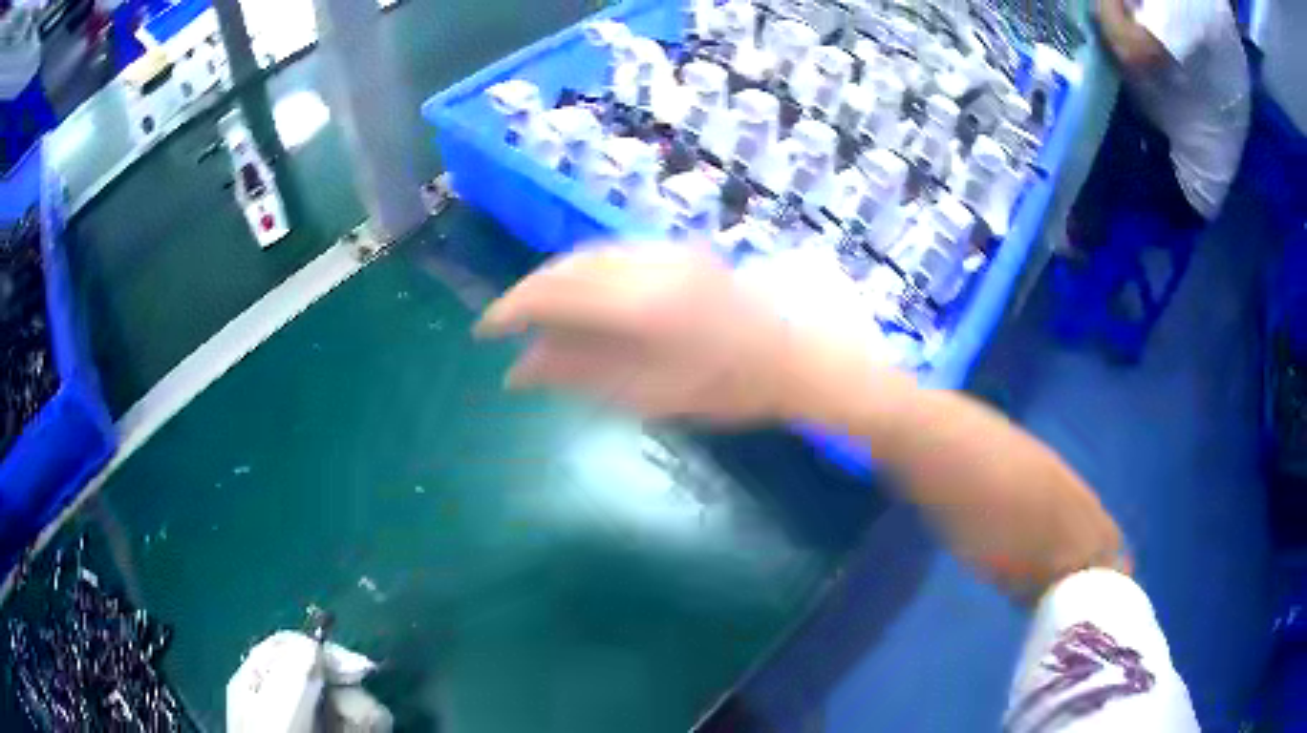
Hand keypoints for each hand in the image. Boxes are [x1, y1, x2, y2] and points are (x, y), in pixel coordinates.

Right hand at [474, 242, 795, 423]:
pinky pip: (612, 254)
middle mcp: (646, 262)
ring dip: (556, 283)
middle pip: (565, 267)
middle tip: (511, 329)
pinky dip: (586, 276)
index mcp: (639, 303)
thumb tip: (517, 372)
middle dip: (530, 295)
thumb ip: (578, 375)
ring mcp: (664, 248)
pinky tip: (585, 303)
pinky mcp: (676, 247)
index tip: (485, 333)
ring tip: (543, 320)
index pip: (551, 293)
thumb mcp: (648, 394)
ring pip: (586, 256)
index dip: (510, 310)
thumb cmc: (725, 386)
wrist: (793, 352)